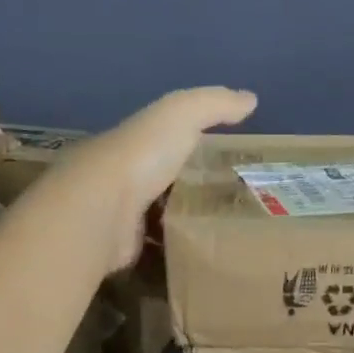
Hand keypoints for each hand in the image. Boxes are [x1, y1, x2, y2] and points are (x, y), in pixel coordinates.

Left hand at [65, 87, 256, 271]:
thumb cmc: (142, 156)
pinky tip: (203, 254)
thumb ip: (214, 104)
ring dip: (184, 223)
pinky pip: (156, 251)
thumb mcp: (182, 115)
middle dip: (190, 190)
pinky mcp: (125, 250)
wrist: (103, 210)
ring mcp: (122, 217)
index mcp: (134, 144)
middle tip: (235, 203)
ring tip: (227, 233)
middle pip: (162, 183)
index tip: (227, 161)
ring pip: (159, 218)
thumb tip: (250, 98)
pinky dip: (175, 252)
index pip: (164, 142)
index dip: (192, 147)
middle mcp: (124, 178)